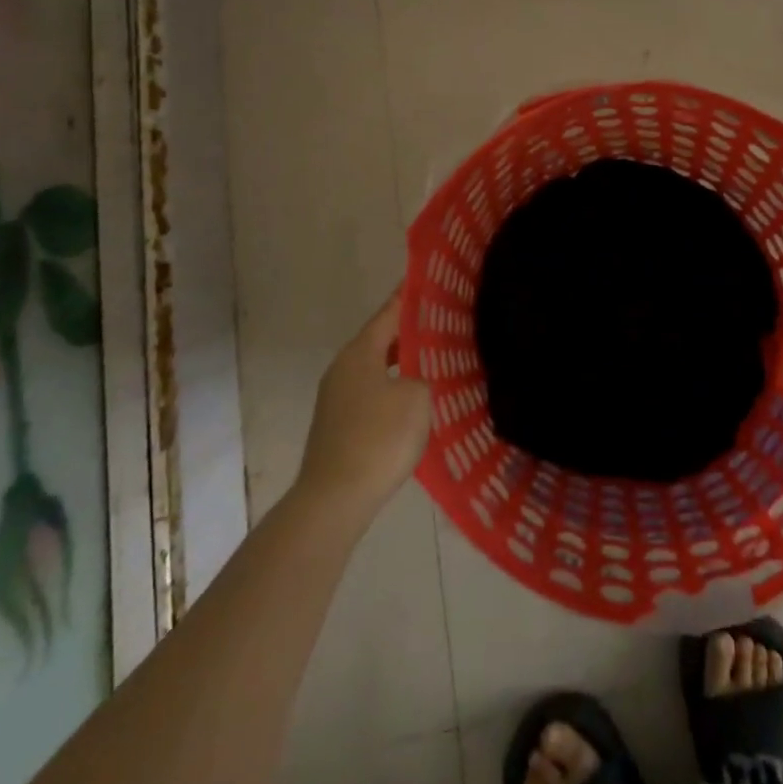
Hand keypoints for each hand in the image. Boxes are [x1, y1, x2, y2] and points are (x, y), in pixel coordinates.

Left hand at [298, 289, 430, 515]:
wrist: (334, 501)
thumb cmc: (379, 438)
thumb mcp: (418, 396)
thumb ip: (427, 373)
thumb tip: (425, 370)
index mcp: (359, 352)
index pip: (390, 311)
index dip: (412, 296)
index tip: (435, 283)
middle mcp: (344, 368)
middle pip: (383, 339)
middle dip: (413, 331)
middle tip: (448, 323)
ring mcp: (337, 399)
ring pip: (378, 368)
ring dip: (405, 363)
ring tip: (439, 359)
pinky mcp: (339, 426)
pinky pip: (374, 393)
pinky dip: (395, 388)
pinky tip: (418, 400)